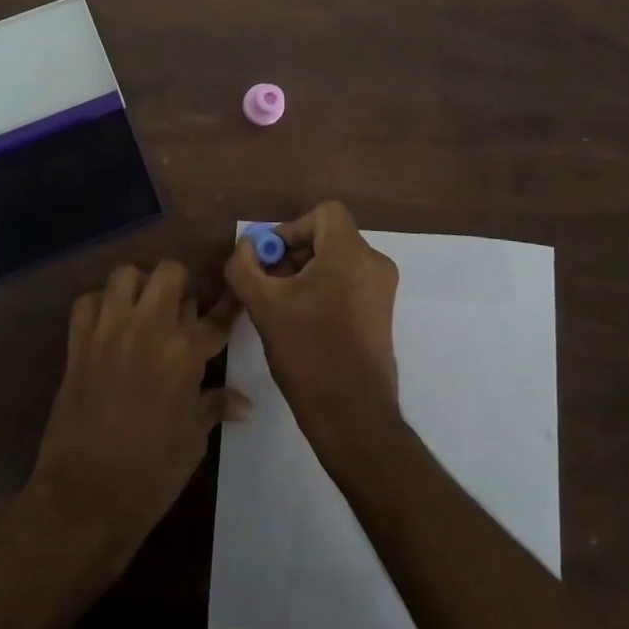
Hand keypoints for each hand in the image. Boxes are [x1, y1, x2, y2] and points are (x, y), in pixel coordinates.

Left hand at [28, 261, 247, 568]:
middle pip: (170, 272)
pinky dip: (99, 305)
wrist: (86, 496)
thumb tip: (246, 403)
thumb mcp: (193, 439)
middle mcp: (149, 328)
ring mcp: (110, 331)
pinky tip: (108, 324)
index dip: (230, 303)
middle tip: (181, 308)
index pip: (217, 317)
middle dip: (181, 283)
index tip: (236, 292)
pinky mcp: (78, 343)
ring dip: (139, 286)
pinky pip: (87, 301)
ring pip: (126, 275)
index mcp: (184, 353)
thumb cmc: (152, 472)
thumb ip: (215, 405)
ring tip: (143, 309)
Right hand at [223, 202, 400, 439]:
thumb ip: (244, 266)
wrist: (352, 414)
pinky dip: (325, 288)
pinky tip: (303, 320)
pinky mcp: (382, 313)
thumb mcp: (263, 305)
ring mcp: (383, 290)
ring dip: (307, 272)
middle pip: (330, 236)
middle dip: (295, 252)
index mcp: (351, 253)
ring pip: (338, 260)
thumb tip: (245, 246)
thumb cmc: (308, 352)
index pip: (323, 214)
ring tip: (282, 304)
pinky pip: (350, 282)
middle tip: (268, 281)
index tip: (270, 259)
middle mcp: (374, 263)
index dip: (291, 228)